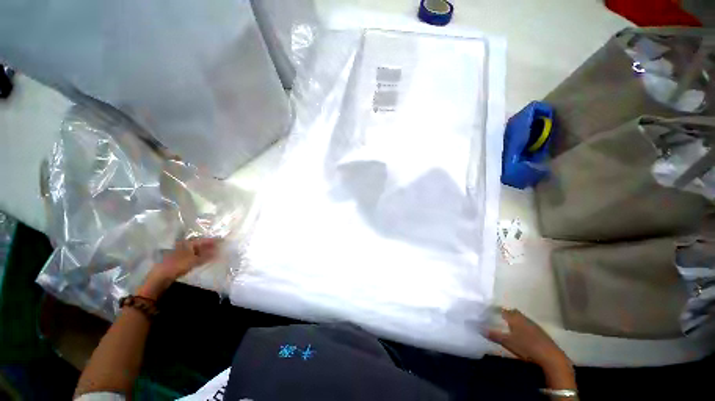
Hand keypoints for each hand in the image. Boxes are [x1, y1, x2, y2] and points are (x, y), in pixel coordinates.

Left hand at [137, 238, 219, 299]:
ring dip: (206, 251)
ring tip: (215, 253)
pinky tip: (205, 259)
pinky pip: (193, 256)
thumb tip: (219, 251)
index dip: (213, 240)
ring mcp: (181, 253)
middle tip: (220, 247)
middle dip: (210, 246)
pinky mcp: (179, 260)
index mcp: (187, 243)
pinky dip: (200, 257)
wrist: (160, 277)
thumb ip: (207, 256)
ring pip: (197, 250)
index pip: (203, 240)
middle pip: (200, 244)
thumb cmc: (177, 266)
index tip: (223, 241)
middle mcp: (184, 246)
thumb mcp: (194, 260)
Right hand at [485, 308, 570, 370]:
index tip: (489, 313)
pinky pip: (528, 326)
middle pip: (513, 313)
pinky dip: (523, 328)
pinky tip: (522, 335)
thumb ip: (493, 334)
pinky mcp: (541, 333)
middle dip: (506, 315)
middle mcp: (524, 318)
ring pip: (521, 319)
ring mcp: (534, 325)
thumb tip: (479, 328)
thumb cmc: (526, 347)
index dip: (496, 311)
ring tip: (509, 327)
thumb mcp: (507, 342)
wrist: (551, 358)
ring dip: (515, 321)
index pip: (502, 310)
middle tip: (499, 319)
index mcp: (514, 317)